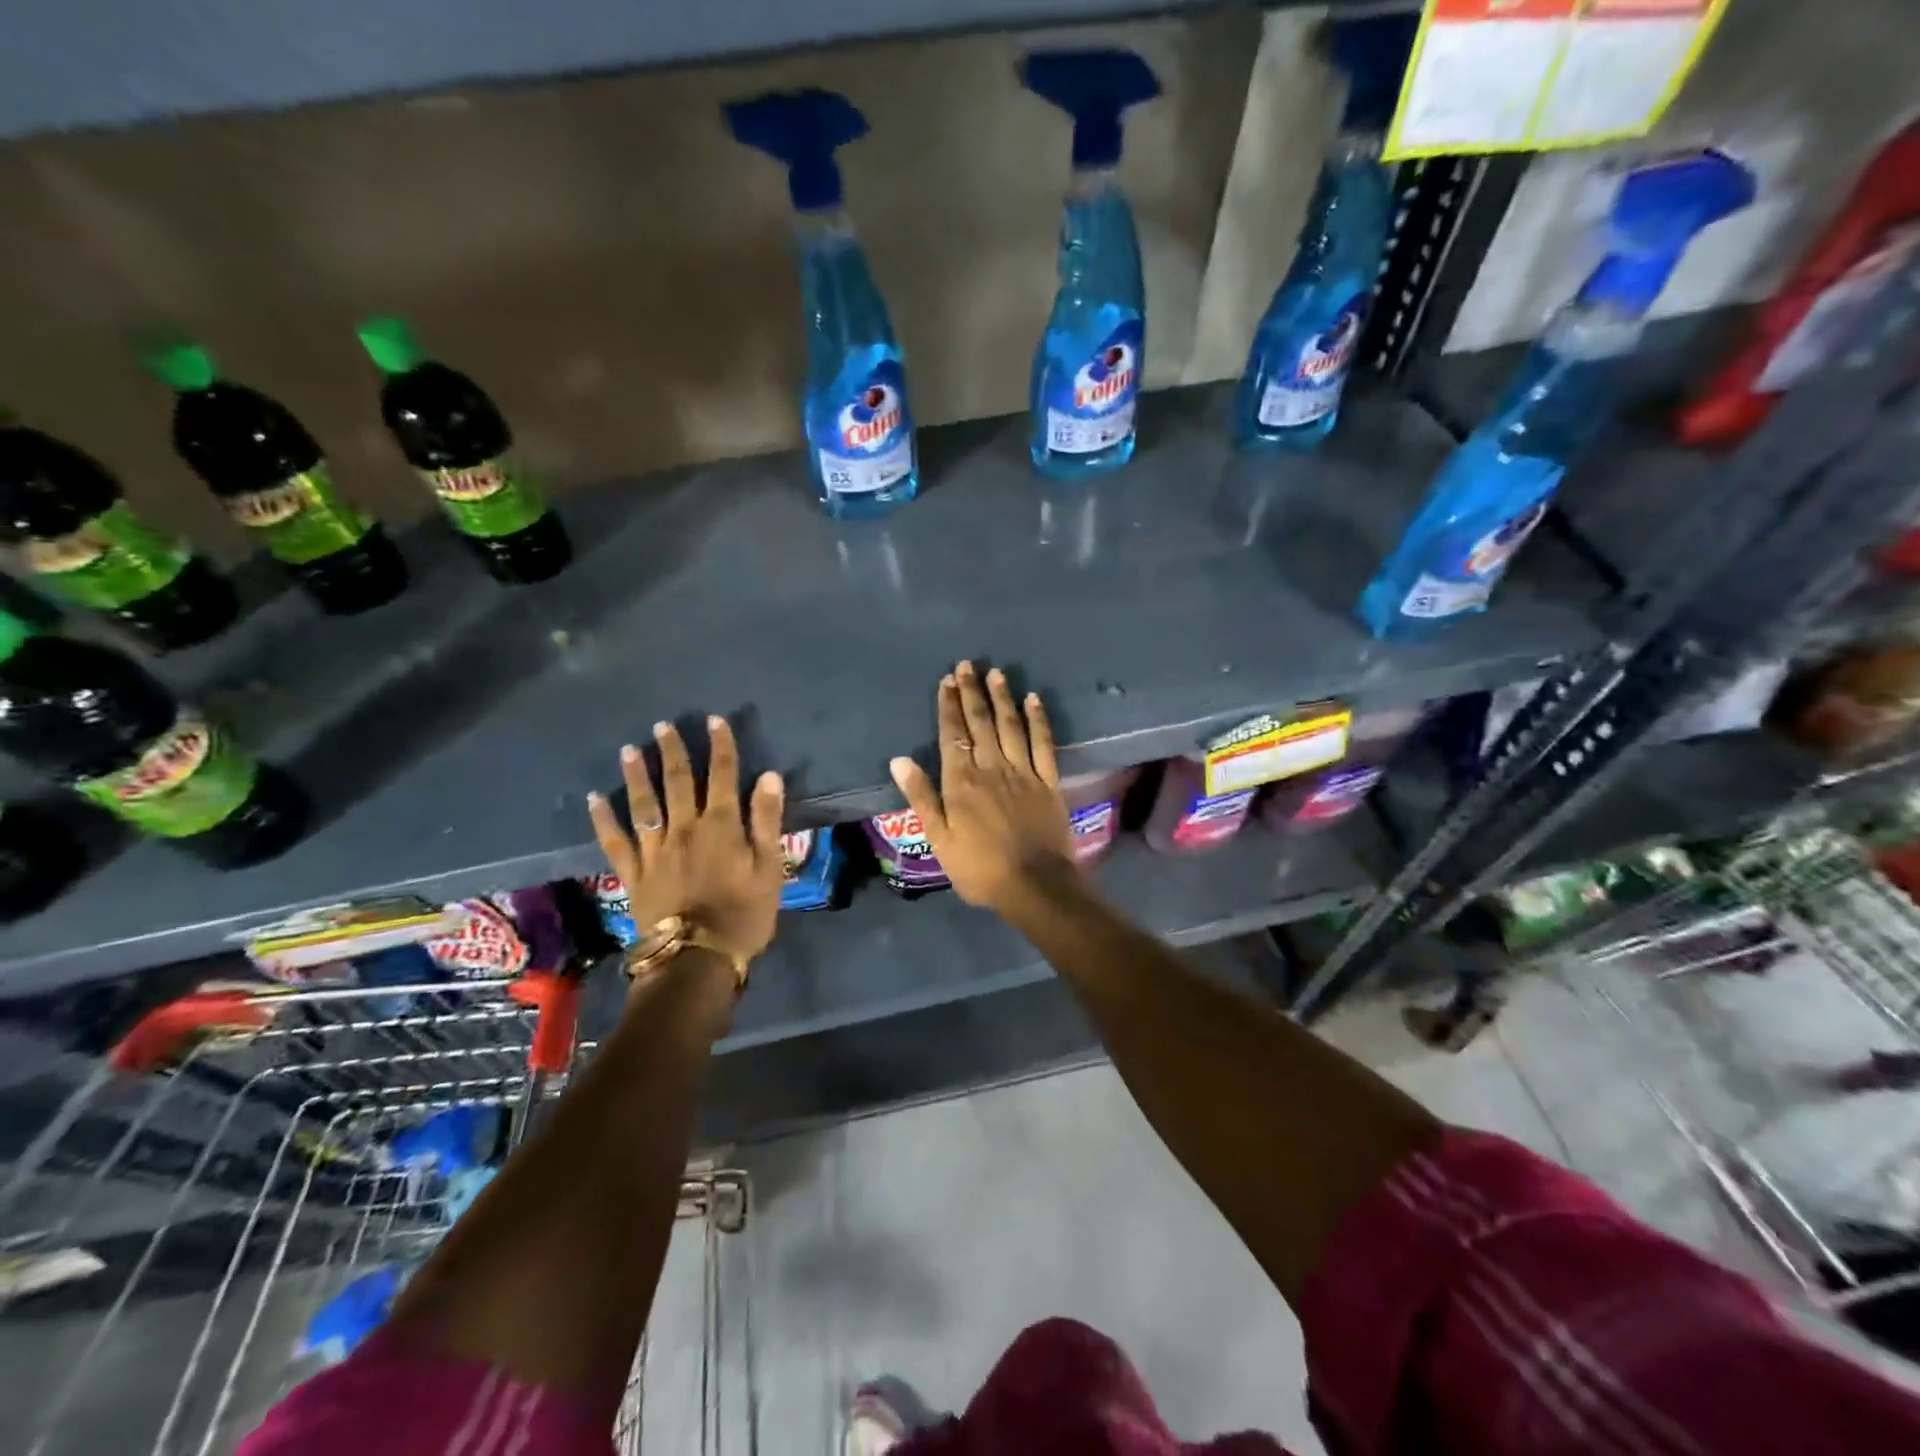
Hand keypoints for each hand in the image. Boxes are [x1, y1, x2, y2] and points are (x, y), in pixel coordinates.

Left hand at [588, 717, 786, 966]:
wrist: (697, 961)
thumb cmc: (744, 915)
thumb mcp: (770, 868)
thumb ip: (767, 821)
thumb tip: (769, 776)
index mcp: (721, 826)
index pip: (722, 776)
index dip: (721, 747)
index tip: (715, 721)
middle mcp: (684, 829)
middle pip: (678, 782)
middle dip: (672, 751)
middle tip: (663, 725)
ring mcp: (655, 851)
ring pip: (643, 805)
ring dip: (636, 775)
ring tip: (629, 749)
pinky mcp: (634, 875)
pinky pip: (615, 842)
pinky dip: (603, 819)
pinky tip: (594, 799)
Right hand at [890, 662, 1074, 913]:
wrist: (1034, 885)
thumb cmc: (979, 868)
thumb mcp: (939, 839)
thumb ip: (921, 797)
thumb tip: (900, 760)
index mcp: (961, 782)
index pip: (952, 734)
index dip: (949, 706)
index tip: (947, 680)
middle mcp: (991, 768)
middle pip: (980, 723)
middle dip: (972, 692)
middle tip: (968, 665)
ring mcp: (1023, 772)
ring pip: (1010, 726)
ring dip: (1002, 698)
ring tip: (996, 673)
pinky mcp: (1048, 781)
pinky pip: (1043, 743)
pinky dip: (1038, 720)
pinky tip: (1034, 699)